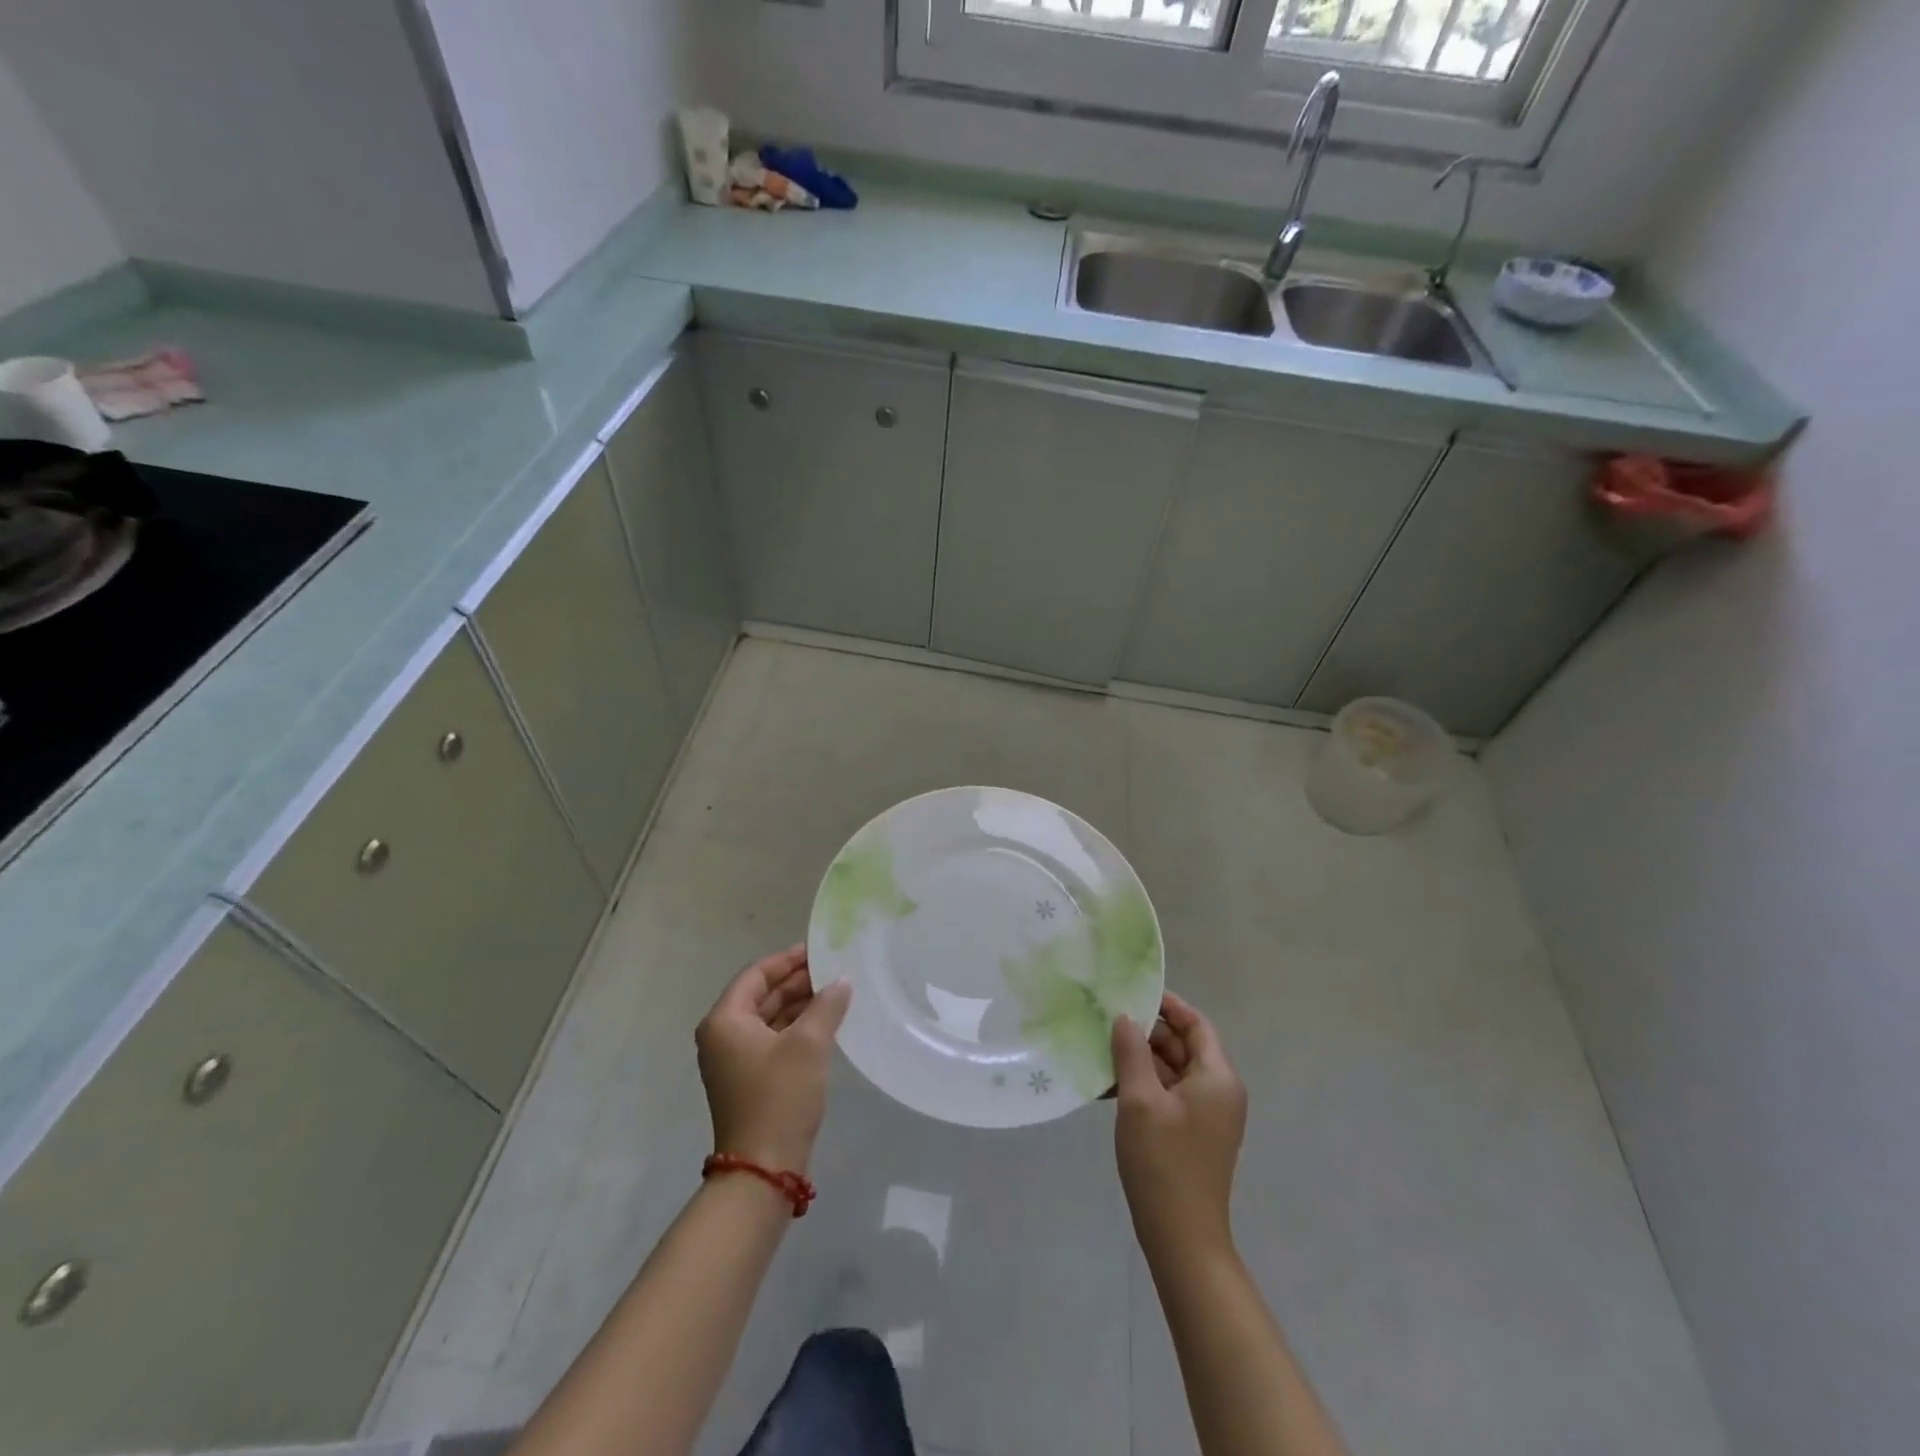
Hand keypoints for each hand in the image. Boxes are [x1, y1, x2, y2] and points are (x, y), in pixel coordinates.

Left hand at [695, 946, 851, 1174]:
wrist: (763, 1169)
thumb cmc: (780, 1096)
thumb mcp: (809, 1044)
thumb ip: (826, 1005)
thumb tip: (841, 981)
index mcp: (725, 1020)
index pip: (756, 974)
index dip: (788, 959)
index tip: (819, 950)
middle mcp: (723, 1035)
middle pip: (761, 995)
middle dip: (796, 981)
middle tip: (833, 968)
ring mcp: (734, 1060)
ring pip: (769, 1018)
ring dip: (799, 1004)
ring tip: (835, 991)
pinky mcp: (749, 1079)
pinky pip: (772, 1039)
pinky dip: (796, 1027)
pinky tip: (825, 1022)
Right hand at [1111, 992, 1247, 1255]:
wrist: (1182, 1237)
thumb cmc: (1163, 1162)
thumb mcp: (1140, 1100)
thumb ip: (1132, 1052)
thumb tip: (1125, 1017)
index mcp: (1217, 1077)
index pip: (1196, 1024)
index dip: (1168, 1005)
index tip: (1132, 993)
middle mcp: (1219, 1091)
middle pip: (1184, 1046)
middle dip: (1147, 1033)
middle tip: (1107, 1022)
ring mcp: (1208, 1115)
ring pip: (1173, 1071)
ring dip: (1141, 1060)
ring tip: (1102, 1051)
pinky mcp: (1193, 1134)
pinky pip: (1169, 1095)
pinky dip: (1144, 1085)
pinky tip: (1109, 1087)